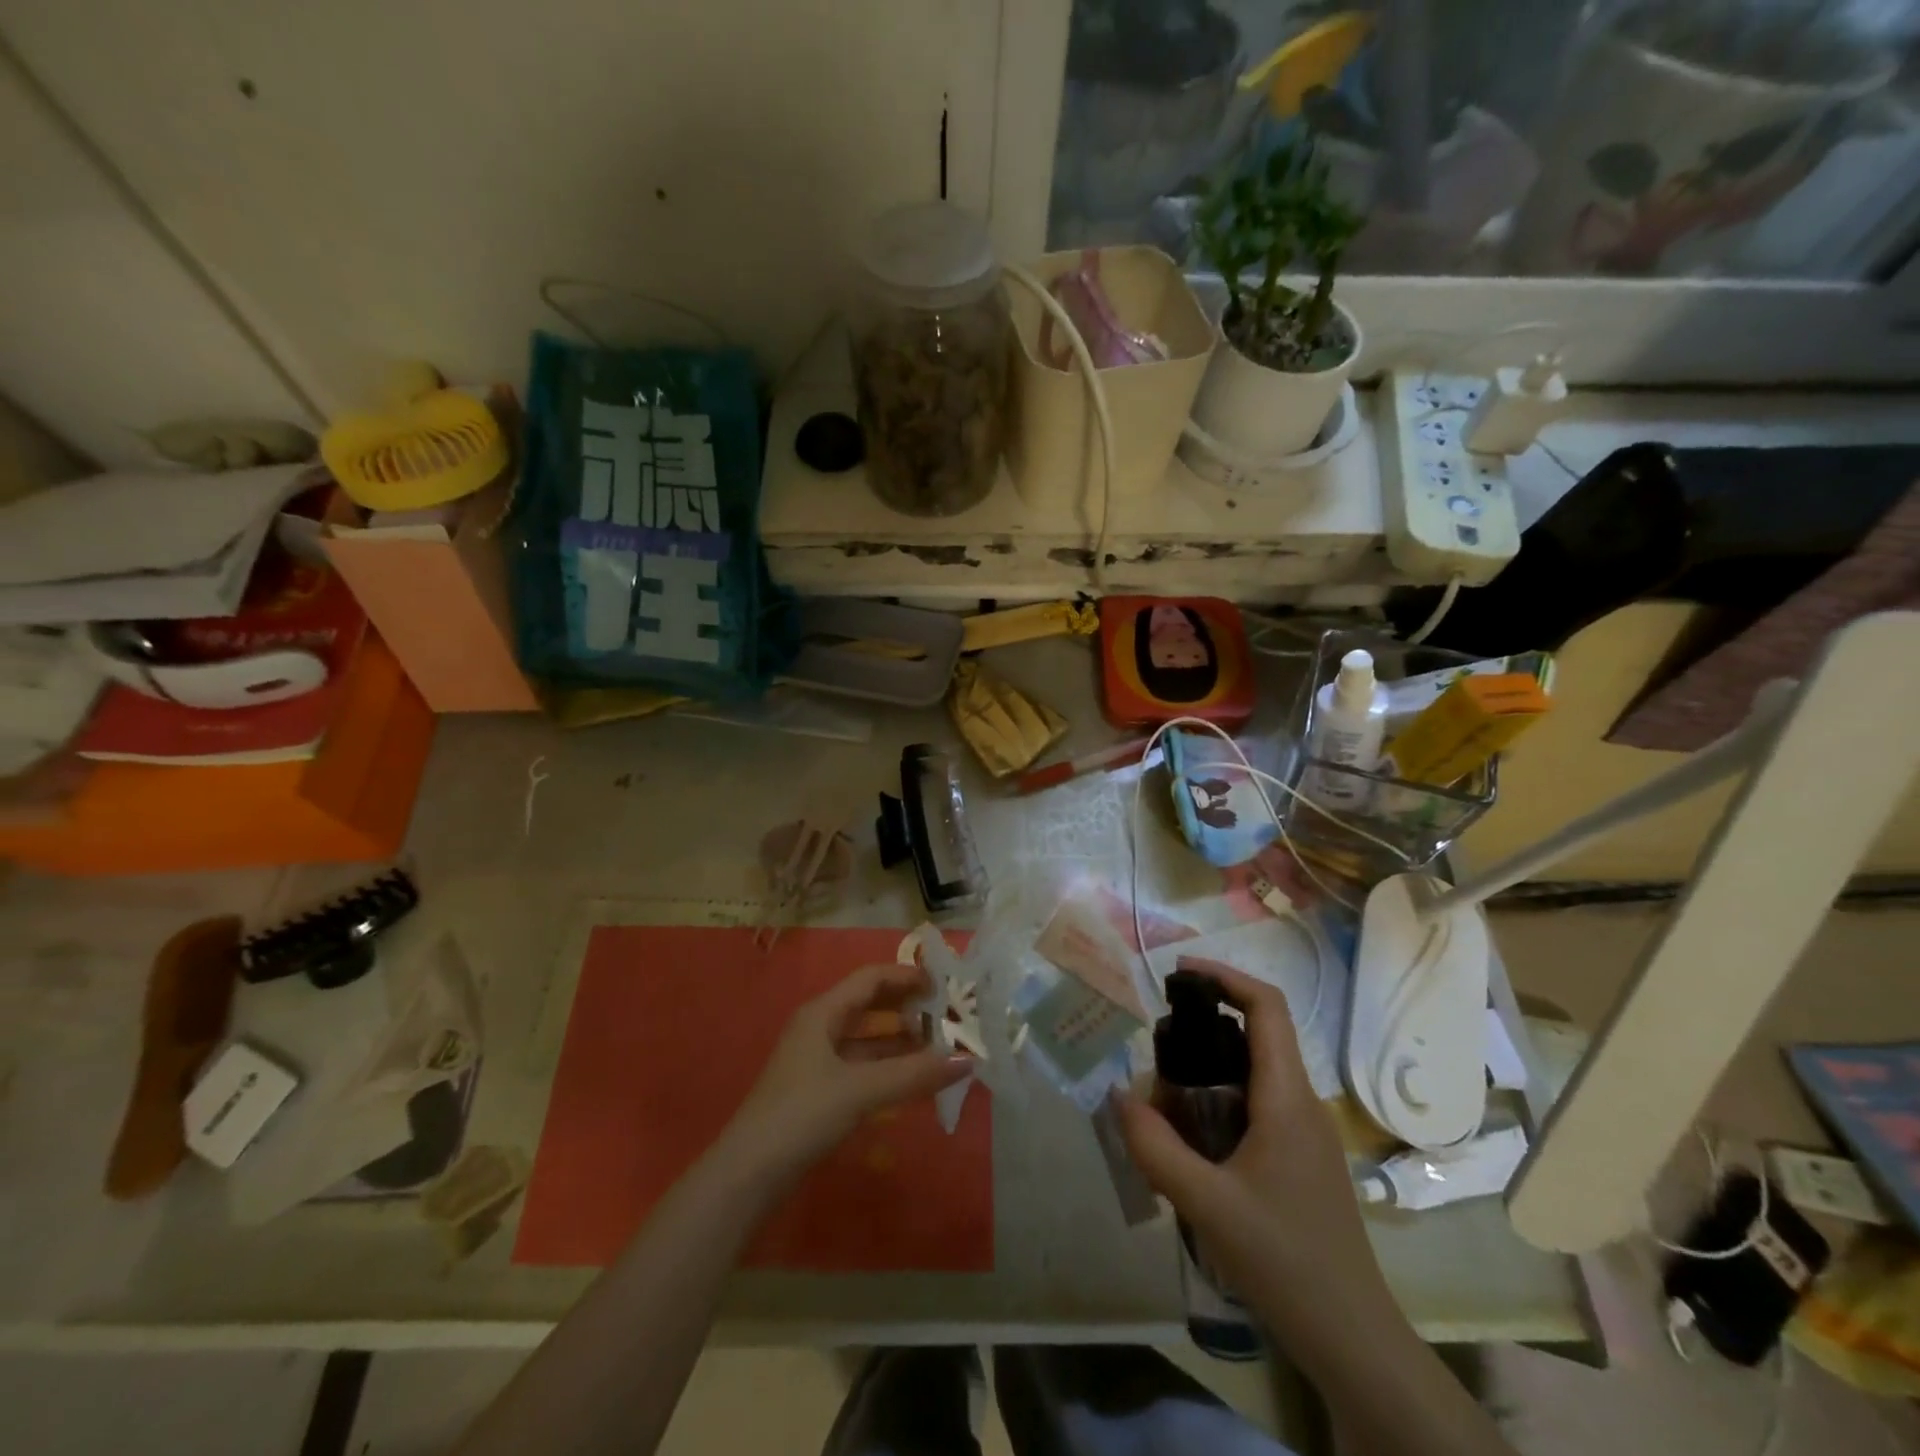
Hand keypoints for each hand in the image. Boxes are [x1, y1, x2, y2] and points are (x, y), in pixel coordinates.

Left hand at [722, 963, 971, 1179]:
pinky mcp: (818, 1093)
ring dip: (900, 1041)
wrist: (747, 1176)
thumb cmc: (801, 1115)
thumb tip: (967, 1059)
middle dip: (906, 1007)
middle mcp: (819, 1029)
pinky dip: (887, 1069)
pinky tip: (912, 1081)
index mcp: (822, 1013)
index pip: (870, 979)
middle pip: (869, 1006)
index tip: (942, 984)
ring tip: (939, 1048)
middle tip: (946, 1015)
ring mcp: (817, 1062)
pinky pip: (861, 1068)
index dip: (906, 976)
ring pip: (866, 1040)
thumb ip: (913, 1074)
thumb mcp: (860, 1090)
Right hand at [1117, 962, 1394, 1351]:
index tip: (1178, 973)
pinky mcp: (1299, 1156)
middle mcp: (1300, 1101)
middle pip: (1253, 1034)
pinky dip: (1216, 1101)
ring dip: (1204, 1071)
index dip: (1225, 976)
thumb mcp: (1206, 1204)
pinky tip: (1188, 1142)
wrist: (1352, 1337)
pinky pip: (1254, 1104)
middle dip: (1201, 1029)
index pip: (1266, 1006)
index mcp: (1286, 1096)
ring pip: (1250, 1072)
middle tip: (1156, 1051)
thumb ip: (1155, 1147)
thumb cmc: (1284, 1260)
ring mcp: (1304, 1130)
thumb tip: (1117, 1095)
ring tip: (1162, 1103)